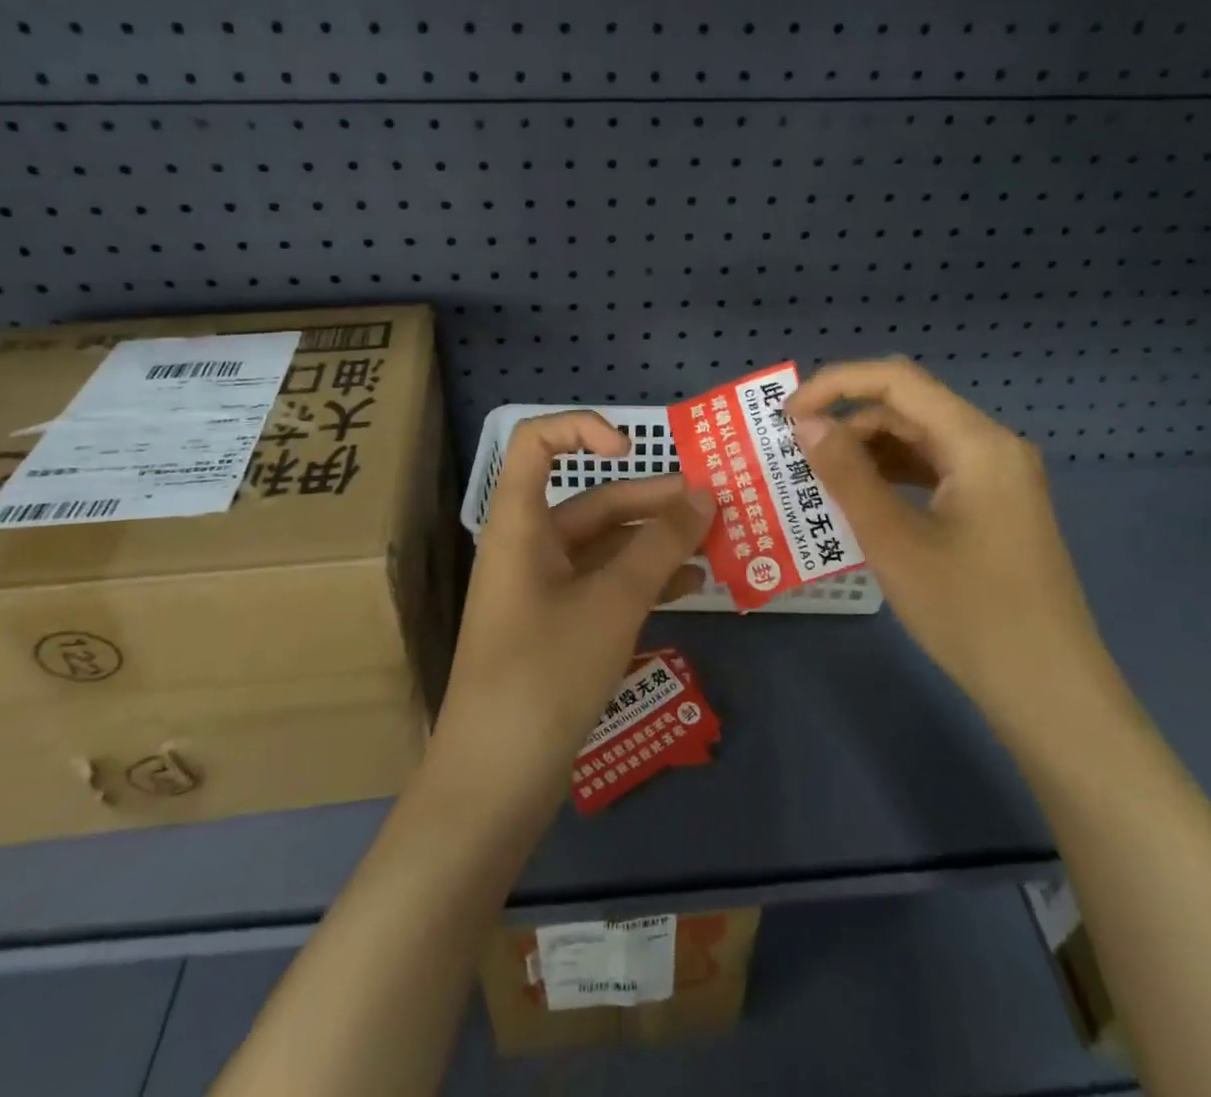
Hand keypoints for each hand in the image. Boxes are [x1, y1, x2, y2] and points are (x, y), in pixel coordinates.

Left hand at [430, 412, 713, 817]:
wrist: (496, 780)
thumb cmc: (545, 673)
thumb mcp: (611, 603)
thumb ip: (660, 546)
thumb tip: (704, 497)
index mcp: (521, 524)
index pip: (536, 442)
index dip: (581, 429)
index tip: (632, 450)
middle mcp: (529, 546)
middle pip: (591, 500)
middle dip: (652, 500)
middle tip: (714, 507)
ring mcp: (543, 589)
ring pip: (606, 546)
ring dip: (656, 543)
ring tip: (714, 547)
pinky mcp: (559, 627)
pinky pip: (605, 586)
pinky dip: (644, 580)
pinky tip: (689, 589)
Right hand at [786, 359, 1121, 730]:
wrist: (1049, 693)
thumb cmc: (969, 613)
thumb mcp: (893, 541)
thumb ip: (846, 474)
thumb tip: (806, 423)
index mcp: (977, 442)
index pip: (897, 380)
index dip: (836, 384)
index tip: (788, 414)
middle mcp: (992, 446)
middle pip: (908, 406)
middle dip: (847, 418)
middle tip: (795, 450)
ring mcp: (998, 478)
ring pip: (919, 439)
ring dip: (866, 448)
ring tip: (818, 476)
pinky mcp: (994, 506)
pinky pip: (933, 471)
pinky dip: (891, 475)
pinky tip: (860, 500)